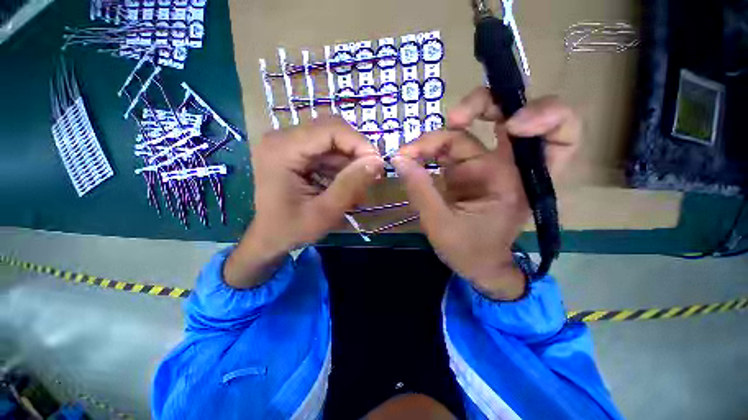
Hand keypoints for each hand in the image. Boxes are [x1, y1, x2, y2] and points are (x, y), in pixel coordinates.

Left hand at [225, 116, 383, 287]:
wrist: (269, 238)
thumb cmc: (292, 229)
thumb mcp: (325, 211)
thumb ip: (351, 185)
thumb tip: (378, 161)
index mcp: (283, 149)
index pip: (331, 129)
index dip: (359, 143)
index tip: (377, 165)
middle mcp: (282, 138)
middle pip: (331, 129)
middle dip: (356, 150)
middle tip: (371, 173)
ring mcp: (287, 143)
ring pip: (331, 139)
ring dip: (350, 159)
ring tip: (359, 183)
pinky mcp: (294, 151)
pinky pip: (326, 149)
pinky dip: (341, 164)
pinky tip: (345, 182)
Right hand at [392, 87, 580, 299]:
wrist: (473, 265)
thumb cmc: (469, 252)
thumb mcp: (441, 225)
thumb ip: (421, 191)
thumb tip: (399, 160)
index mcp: (519, 182)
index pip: (560, 136)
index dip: (546, 116)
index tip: (511, 124)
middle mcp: (506, 166)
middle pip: (509, 114)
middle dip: (482, 105)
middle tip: (453, 118)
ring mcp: (483, 165)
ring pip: (464, 132)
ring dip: (434, 138)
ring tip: (408, 153)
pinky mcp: (464, 170)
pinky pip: (446, 148)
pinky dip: (426, 150)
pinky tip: (410, 158)